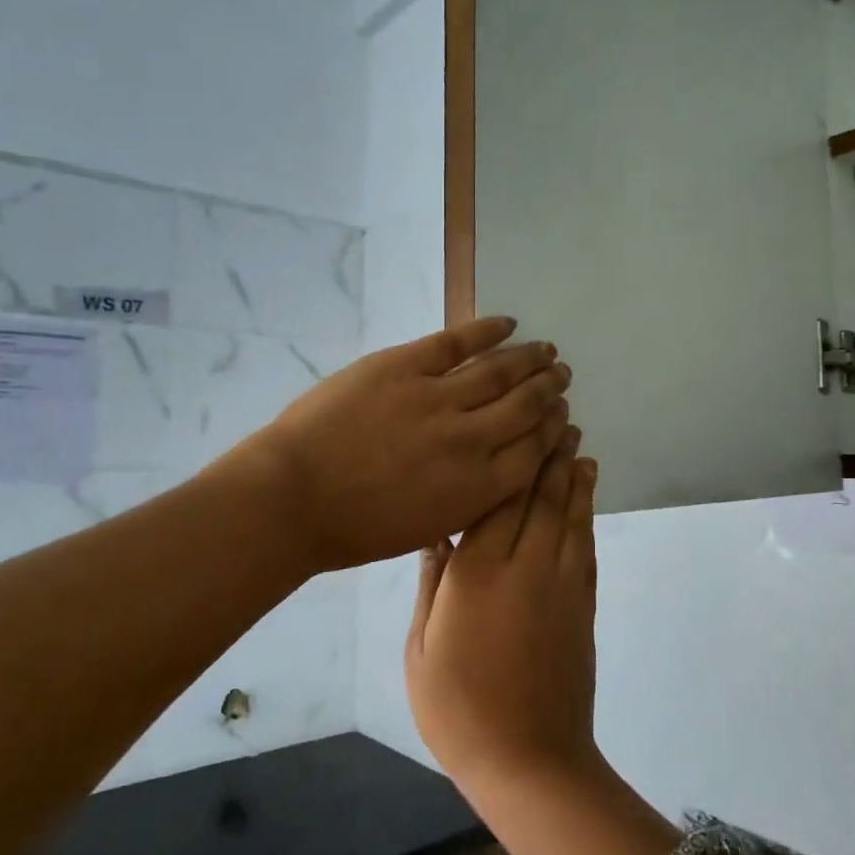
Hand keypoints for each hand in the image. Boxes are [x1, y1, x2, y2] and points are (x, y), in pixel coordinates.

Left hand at [249, 317, 571, 573]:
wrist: (291, 500)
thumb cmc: (353, 530)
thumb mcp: (426, 531)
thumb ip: (468, 500)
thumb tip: (491, 471)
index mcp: (475, 488)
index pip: (534, 452)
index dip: (554, 431)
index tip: (563, 417)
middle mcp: (469, 440)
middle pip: (526, 407)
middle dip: (549, 390)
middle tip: (562, 376)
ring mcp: (436, 398)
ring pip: (500, 371)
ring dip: (529, 358)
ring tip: (547, 350)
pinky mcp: (404, 366)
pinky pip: (456, 342)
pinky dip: (487, 330)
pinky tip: (508, 323)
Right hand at [406, 429, 599, 795]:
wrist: (529, 760)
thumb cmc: (458, 708)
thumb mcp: (421, 648)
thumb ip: (432, 582)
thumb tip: (436, 532)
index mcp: (478, 572)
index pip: (497, 497)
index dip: (511, 456)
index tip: (521, 423)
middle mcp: (526, 565)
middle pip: (539, 495)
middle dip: (548, 453)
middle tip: (556, 415)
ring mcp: (561, 583)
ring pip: (569, 514)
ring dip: (574, 475)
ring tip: (577, 442)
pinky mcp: (583, 603)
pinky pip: (584, 546)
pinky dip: (586, 514)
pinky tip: (585, 496)